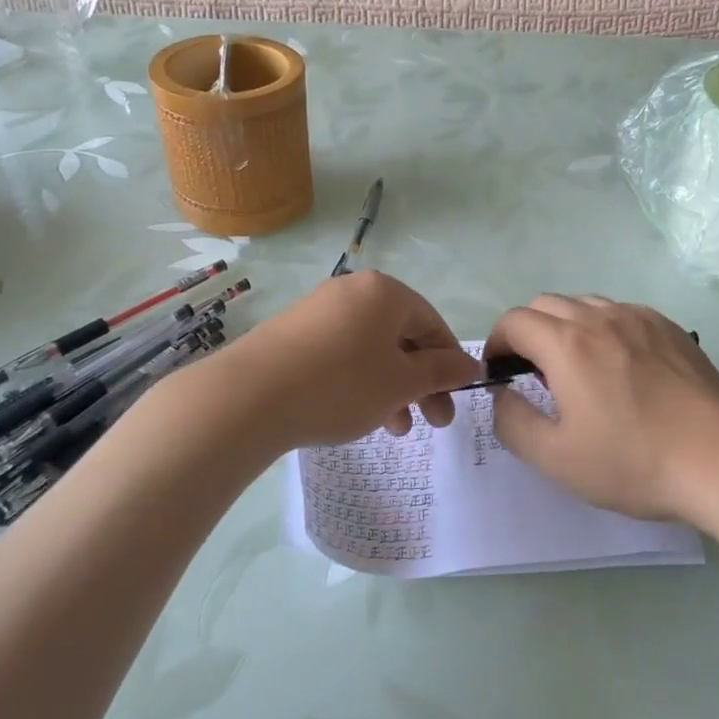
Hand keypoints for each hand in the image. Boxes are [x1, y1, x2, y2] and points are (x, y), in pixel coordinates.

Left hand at [218, 271, 480, 453]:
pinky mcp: (292, 332)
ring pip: (371, 349)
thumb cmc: (340, 384)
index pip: (432, 324)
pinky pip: (340, 353)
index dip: (449, 363)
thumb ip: (440, 371)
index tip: (455, 400)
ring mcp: (318, 309)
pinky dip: (358, 381)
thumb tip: (470, 364)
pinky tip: (355, 413)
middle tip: (433, 423)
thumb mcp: (401, 383)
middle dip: (421, 382)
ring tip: (394, 428)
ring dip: (391, 387)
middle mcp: (352, 290)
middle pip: (401, 336)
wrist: (248, 397)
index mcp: (385, 292)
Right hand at [484, 295, 718, 520]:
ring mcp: (638, 317)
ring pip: (584, 304)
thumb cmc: (633, 461)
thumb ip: (512, 421)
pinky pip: (620, 313)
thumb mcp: (556, 457)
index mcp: (566, 344)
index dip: (496, 342)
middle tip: (535, 373)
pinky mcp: (668, 326)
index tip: (502, 372)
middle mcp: (599, 317)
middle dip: (528, 331)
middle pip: (545, 304)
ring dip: (565, 326)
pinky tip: (621, 366)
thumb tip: (501, 394)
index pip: (513, 320)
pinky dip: (603, 328)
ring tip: (578, 368)